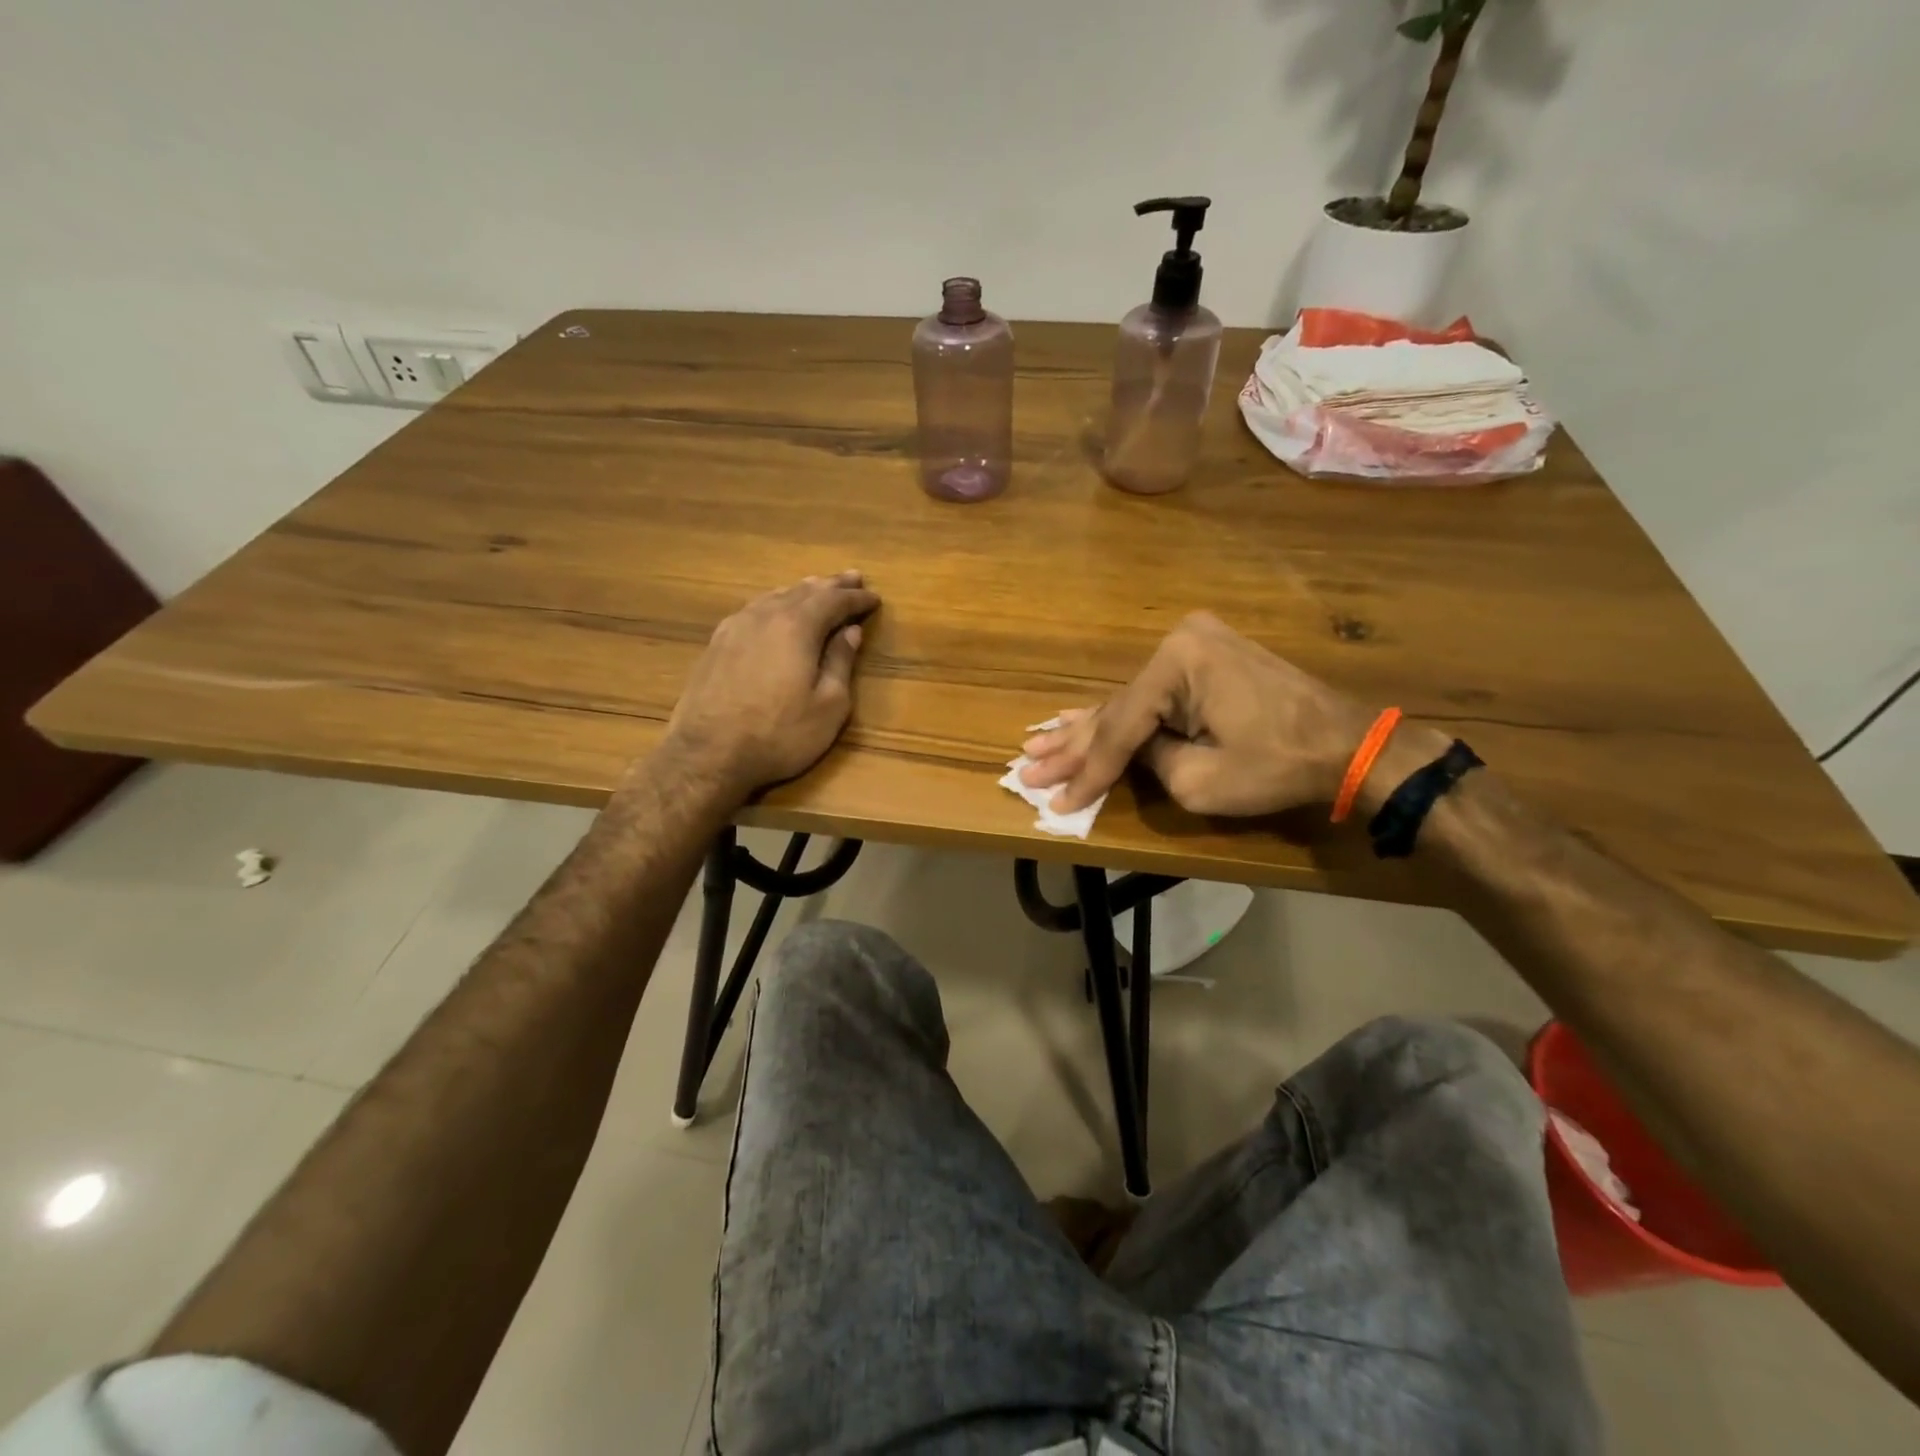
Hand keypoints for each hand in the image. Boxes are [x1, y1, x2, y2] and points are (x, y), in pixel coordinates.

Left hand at [663, 571, 878, 798]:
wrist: (707, 755)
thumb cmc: (779, 735)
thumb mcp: (828, 706)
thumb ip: (840, 663)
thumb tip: (850, 632)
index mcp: (797, 626)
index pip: (834, 601)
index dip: (857, 599)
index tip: (875, 597)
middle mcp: (765, 615)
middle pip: (804, 590)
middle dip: (832, 585)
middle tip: (853, 578)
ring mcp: (735, 627)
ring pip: (775, 596)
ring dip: (802, 591)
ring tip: (818, 587)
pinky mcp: (717, 643)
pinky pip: (754, 609)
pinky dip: (775, 603)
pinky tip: (775, 610)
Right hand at [1020, 612, 1439, 817]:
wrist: (1351, 745)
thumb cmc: (1279, 765)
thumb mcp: (1201, 780)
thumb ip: (1149, 762)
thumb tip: (1129, 754)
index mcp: (1177, 663)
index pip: (1120, 728)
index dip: (1086, 771)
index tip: (1054, 800)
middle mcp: (1179, 642)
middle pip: (1116, 709)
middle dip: (1073, 746)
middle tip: (1027, 766)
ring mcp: (1194, 646)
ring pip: (1130, 701)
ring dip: (1089, 729)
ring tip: (1039, 744)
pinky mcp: (1205, 659)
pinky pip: (1153, 695)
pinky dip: (1122, 717)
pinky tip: (1078, 720)